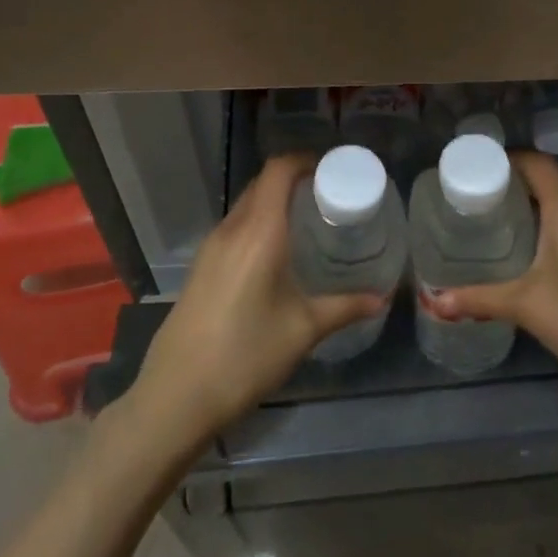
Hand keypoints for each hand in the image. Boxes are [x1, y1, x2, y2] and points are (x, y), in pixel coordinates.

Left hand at [129, 154, 384, 450]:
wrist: (176, 396)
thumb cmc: (246, 356)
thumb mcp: (303, 330)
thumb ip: (344, 307)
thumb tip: (380, 298)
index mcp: (259, 232)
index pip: (278, 170)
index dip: (305, 160)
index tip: (333, 169)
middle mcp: (232, 229)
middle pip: (262, 183)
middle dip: (294, 180)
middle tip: (328, 195)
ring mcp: (211, 247)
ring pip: (246, 205)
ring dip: (274, 202)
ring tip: (307, 221)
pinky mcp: (201, 266)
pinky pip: (234, 227)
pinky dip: (258, 223)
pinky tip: (276, 252)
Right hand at [431, 152, 557, 413]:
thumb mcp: (529, 308)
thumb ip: (479, 300)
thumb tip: (432, 302)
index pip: (535, 163)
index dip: (504, 160)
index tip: (474, 172)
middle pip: (548, 182)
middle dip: (513, 187)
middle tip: (478, 205)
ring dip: (536, 208)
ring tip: (502, 229)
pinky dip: (556, 226)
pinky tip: (540, 257)